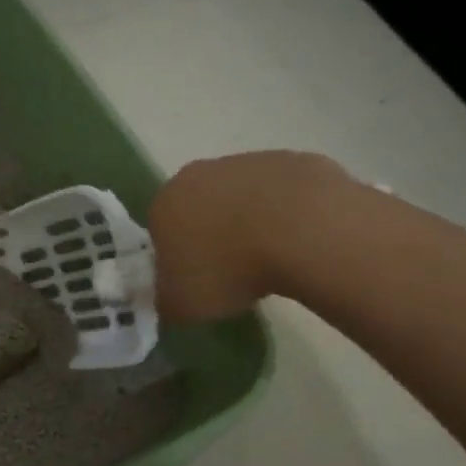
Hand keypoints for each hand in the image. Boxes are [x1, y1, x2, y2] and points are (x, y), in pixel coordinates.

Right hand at [148, 151, 351, 320]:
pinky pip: (287, 195)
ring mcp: (253, 162)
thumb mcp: (180, 304)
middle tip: (233, 272)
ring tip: (272, 260)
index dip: (178, 258)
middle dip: (213, 235)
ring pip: (245, 198)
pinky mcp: (298, 162)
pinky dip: (291, 216)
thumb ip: (167, 298)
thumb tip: (172, 296)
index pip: (161, 231)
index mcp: (166, 202)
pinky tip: (302, 242)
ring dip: (252, 223)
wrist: (304, 233)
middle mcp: (202, 173)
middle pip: (202, 207)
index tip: (197, 282)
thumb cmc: (227, 269)